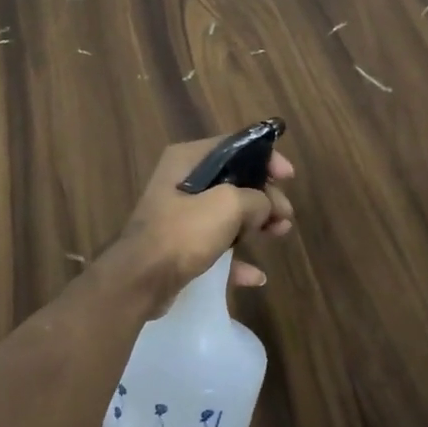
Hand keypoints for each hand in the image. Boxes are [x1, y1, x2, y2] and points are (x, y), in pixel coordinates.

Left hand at [112, 136, 295, 311]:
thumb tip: (265, 207)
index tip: (288, 176)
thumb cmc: (183, 232)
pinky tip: (256, 275)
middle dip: (264, 197)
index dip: (265, 158)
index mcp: (188, 160)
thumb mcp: (229, 205)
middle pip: (235, 181)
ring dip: (256, 224)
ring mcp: (180, 216)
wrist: (140, 281)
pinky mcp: (180, 247)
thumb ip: (256, 199)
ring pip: (228, 214)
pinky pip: (217, 246)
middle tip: (285, 215)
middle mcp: (182, 182)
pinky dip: (237, 258)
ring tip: (280, 234)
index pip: (234, 146)